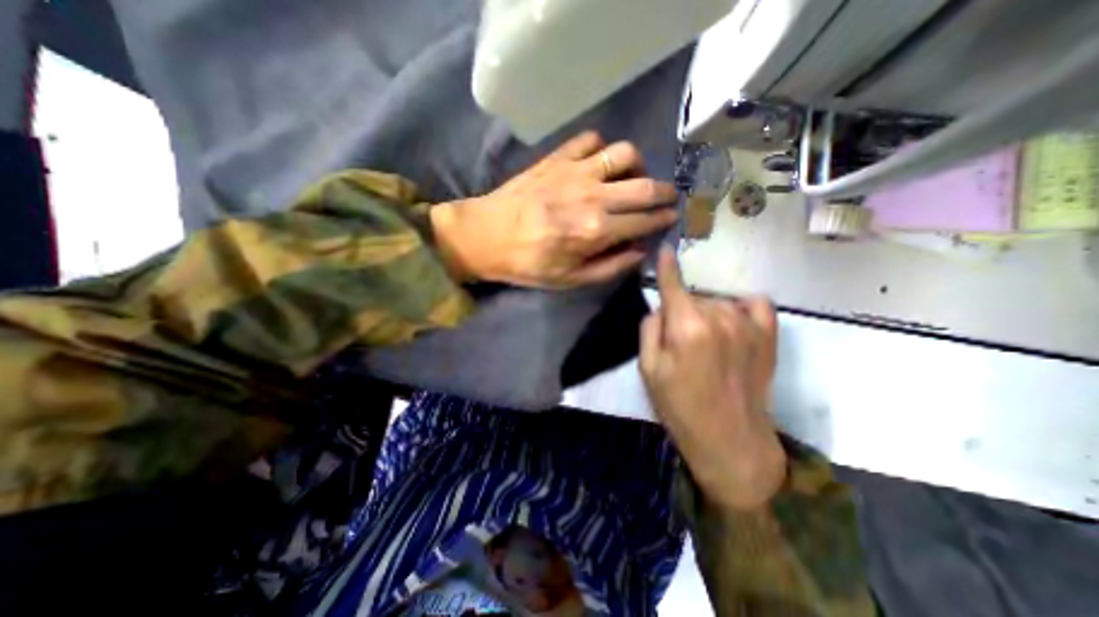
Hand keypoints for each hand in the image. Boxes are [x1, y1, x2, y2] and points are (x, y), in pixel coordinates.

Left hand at [430, 129, 679, 289]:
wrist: (485, 235)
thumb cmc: (528, 264)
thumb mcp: (569, 280)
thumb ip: (609, 267)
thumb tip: (640, 252)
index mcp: (596, 230)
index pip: (644, 220)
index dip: (663, 218)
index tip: (671, 217)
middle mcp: (593, 196)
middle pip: (644, 185)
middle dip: (664, 191)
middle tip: (666, 197)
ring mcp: (574, 171)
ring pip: (624, 153)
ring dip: (637, 165)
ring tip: (632, 177)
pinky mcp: (557, 158)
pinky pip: (591, 140)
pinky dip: (602, 149)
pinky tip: (598, 163)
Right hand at [641, 246, 784, 511]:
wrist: (729, 440)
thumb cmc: (680, 407)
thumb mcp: (648, 369)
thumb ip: (649, 329)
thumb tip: (662, 308)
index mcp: (687, 327)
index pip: (673, 284)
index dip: (666, 266)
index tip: (664, 250)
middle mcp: (719, 318)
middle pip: (692, 297)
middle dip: (681, 310)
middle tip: (679, 340)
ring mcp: (748, 325)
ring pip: (717, 302)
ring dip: (706, 314)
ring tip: (706, 344)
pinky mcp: (768, 336)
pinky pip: (754, 304)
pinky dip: (739, 307)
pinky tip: (733, 323)